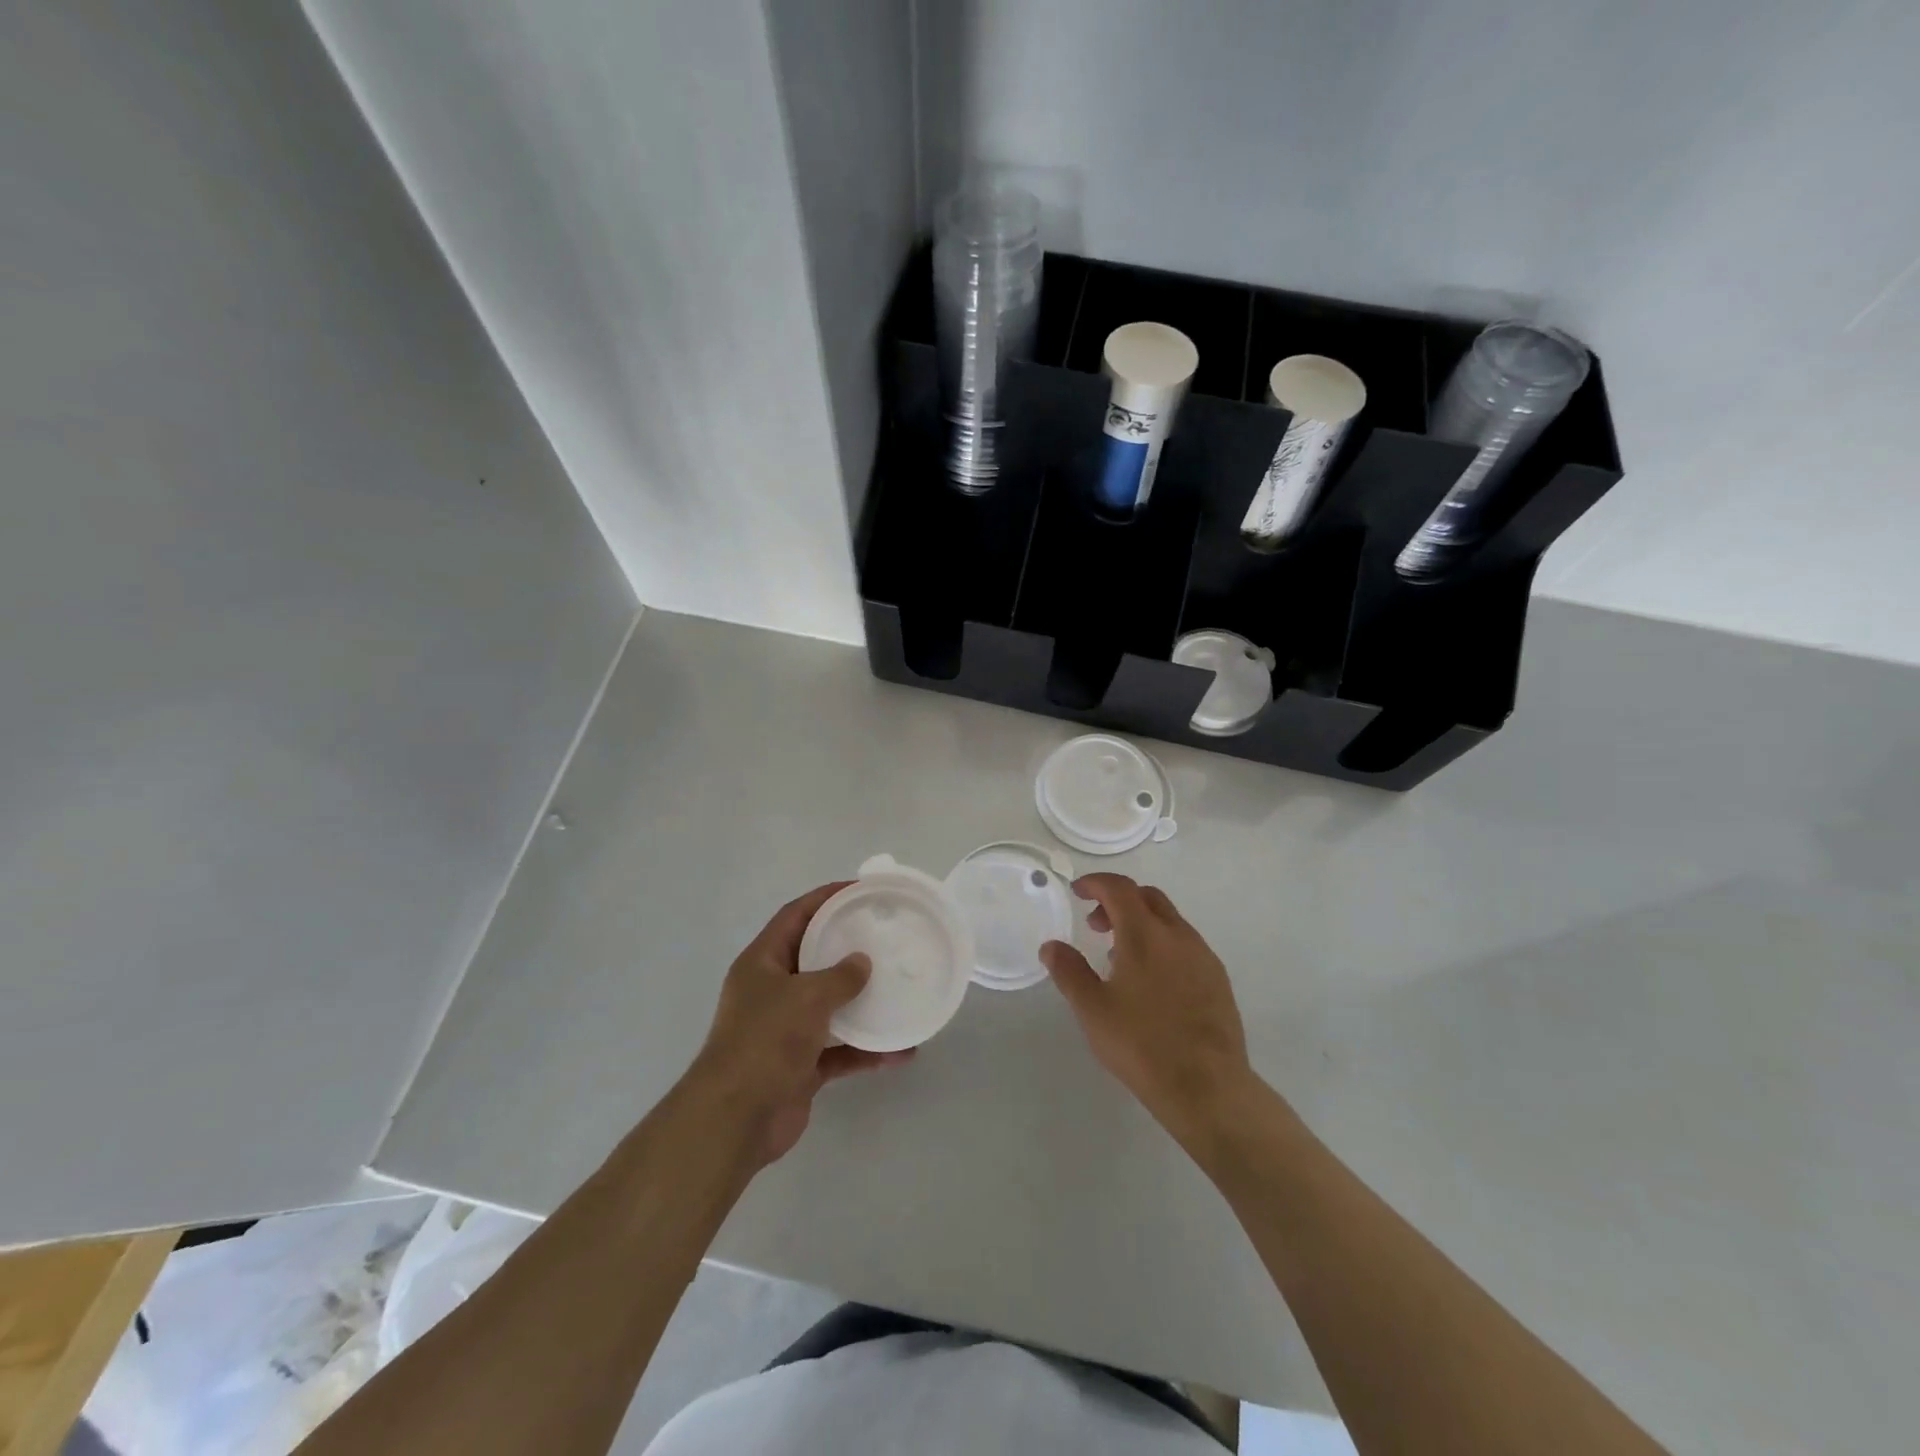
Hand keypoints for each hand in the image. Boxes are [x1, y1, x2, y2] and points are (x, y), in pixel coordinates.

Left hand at [686, 882, 913, 1168]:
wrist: (737, 1119)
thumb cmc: (766, 1041)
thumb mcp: (807, 996)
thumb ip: (840, 976)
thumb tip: (861, 963)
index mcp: (762, 963)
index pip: (795, 916)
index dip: (825, 898)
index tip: (860, 890)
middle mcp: (771, 991)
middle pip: (814, 958)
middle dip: (848, 949)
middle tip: (885, 937)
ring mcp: (785, 1030)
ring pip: (830, 1006)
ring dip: (862, 1002)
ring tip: (899, 989)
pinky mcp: (800, 1066)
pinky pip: (840, 1049)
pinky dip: (866, 1049)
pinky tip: (901, 1051)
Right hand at [1041, 874, 1253, 1147]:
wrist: (1207, 1086)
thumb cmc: (1141, 1043)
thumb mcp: (1092, 1009)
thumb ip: (1069, 971)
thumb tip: (1051, 946)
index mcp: (1145, 934)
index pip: (1119, 888)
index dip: (1095, 883)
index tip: (1077, 891)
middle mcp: (1178, 935)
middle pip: (1147, 897)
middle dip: (1118, 900)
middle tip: (1095, 924)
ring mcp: (1203, 956)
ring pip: (1169, 920)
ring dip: (1141, 923)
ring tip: (1118, 957)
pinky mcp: (1218, 980)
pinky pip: (1185, 945)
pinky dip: (1161, 944)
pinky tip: (1151, 981)